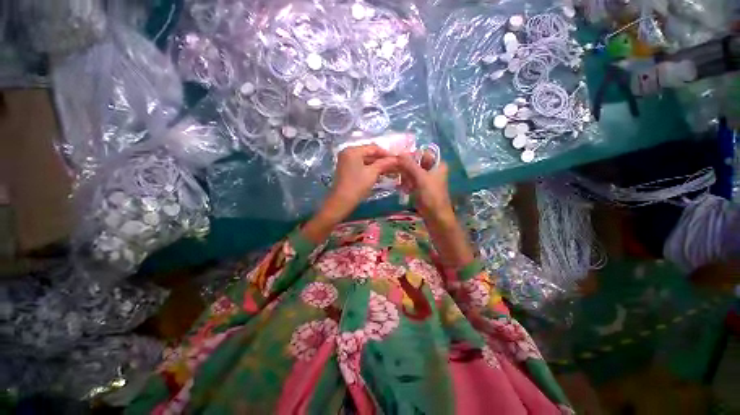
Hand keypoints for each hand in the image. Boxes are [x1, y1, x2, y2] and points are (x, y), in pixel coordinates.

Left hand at [302, 145, 397, 244]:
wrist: (342, 201)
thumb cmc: (357, 185)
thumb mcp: (372, 173)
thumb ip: (384, 163)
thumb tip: (396, 159)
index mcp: (353, 150)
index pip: (373, 148)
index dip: (386, 153)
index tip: (397, 159)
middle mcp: (348, 153)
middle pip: (368, 153)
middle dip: (382, 160)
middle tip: (394, 165)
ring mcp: (346, 161)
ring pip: (365, 160)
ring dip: (377, 165)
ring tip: (390, 170)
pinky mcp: (346, 170)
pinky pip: (361, 166)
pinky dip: (370, 169)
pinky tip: (380, 174)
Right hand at [397, 152, 474, 267]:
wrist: (436, 218)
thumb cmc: (431, 196)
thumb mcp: (420, 178)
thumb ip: (410, 165)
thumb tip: (399, 153)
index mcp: (438, 164)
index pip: (423, 153)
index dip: (411, 155)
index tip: (398, 160)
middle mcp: (433, 170)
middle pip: (417, 163)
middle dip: (406, 167)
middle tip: (397, 172)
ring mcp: (428, 180)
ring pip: (413, 173)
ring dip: (405, 176)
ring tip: (400, 183)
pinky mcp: (423, 189)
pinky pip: (412, 182)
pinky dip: (407, 184)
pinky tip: (403, 189)